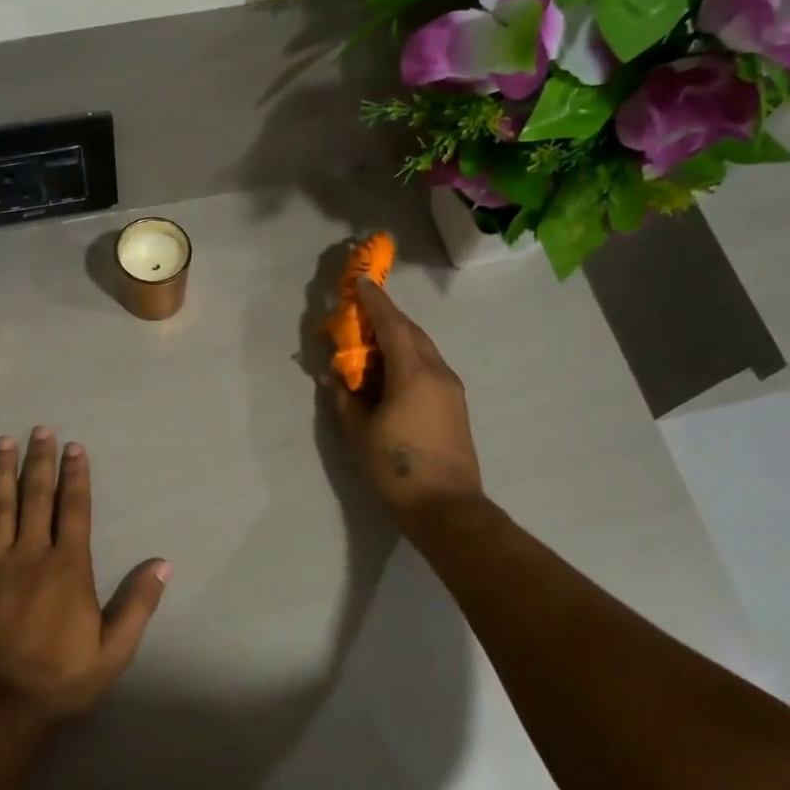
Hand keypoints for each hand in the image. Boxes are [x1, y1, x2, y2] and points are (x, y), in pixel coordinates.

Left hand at [0, 427, 170, 727]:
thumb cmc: (61, 679)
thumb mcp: (115, 649)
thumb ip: (138, 604)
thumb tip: (163, 564)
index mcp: (68, 567)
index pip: (74, 510)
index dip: (76, 476)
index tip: (75, 448)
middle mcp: (30, 555)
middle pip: (36, 498)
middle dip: (40, 461)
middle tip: (40, 429)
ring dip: (2, 472)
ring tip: (4, 442)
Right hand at [329, 278, 484, 530]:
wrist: (446, 507)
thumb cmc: (397, 468)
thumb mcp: (359, 432)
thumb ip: (345, 398)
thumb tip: (335, 376)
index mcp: (413, 372)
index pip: (392, 324)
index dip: (375, 302)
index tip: (361, 282)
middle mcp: (438, 372)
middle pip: (411, 332)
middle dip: (385, 318)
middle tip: (359, 314)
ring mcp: (450, 389)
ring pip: (422, 350)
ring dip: (396, 339)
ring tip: (369, 345)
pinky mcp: (454, 406)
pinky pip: (427, 368)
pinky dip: (406, 359)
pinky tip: (388, 374)